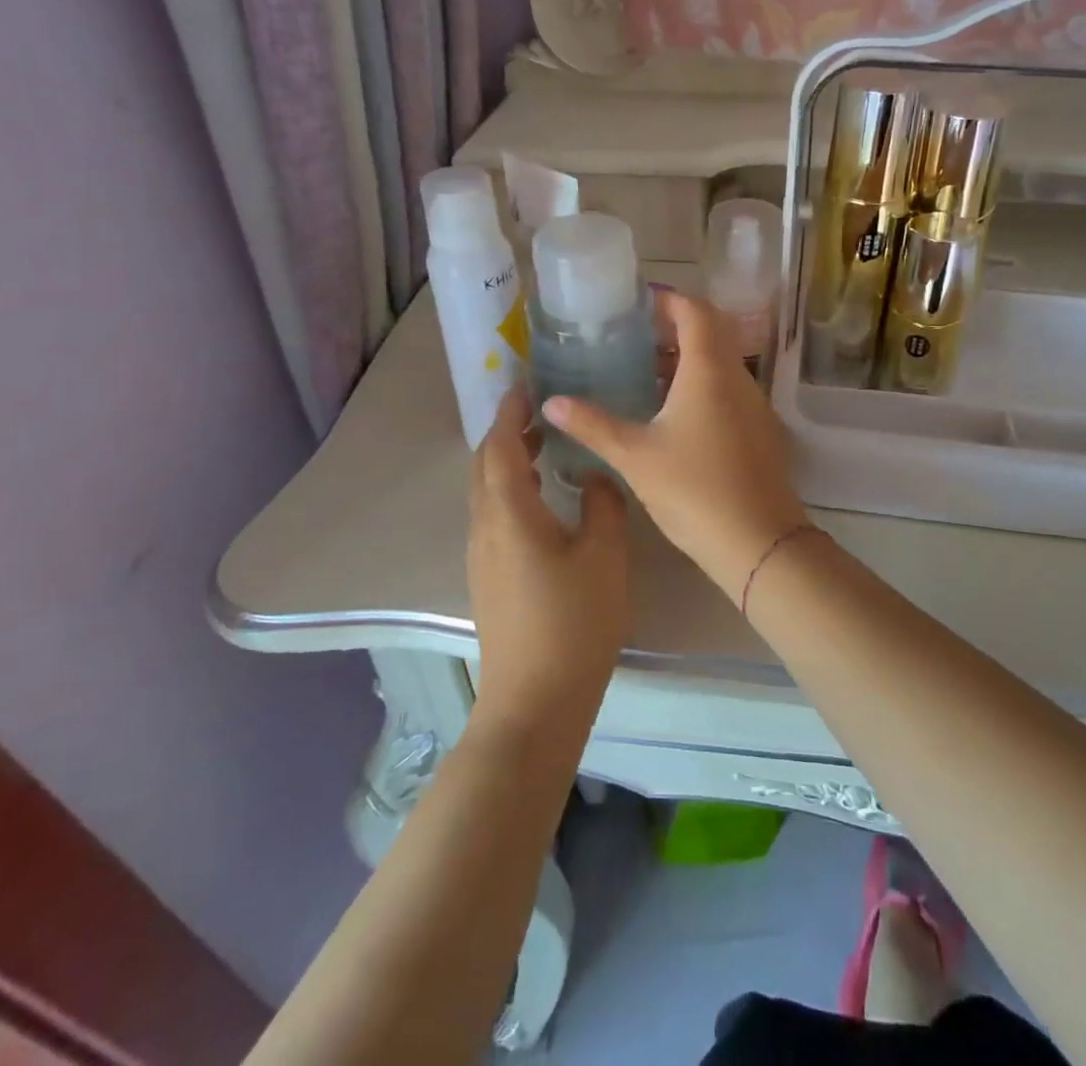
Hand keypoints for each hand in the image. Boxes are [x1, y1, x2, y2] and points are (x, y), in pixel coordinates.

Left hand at [467, 389, 629, 717]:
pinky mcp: (488, 578)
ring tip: (545, 449)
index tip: (526, 385)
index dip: (509, 413)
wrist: (535, 700)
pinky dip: (511, 491)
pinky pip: (492, 516)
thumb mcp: (604, 555)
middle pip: (484, 466)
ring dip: (508, 462)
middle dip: (507, 434)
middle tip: (542, 415)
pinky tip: (543, 500)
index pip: (499, 446)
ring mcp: (481, 556)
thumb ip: (602, 504)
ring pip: (486, 492)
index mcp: (509, 513)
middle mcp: (484, 527)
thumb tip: (593, 475)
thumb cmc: (574, 622)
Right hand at [544, 291, 807, 602]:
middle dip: (673, 329)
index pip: (695, 311)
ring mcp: (753, 405)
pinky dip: (700, 386)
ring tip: (643, 374)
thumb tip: (551, 402)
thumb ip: (591, 424)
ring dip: (686, 360)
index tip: (636, 306)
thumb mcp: (634, 456)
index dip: (668, 301)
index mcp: (709, 370)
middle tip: (632, 339)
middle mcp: (737, 378)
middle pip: (710, 333)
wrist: (758, 542)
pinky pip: (728, 390)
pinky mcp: (759, 430)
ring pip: (720, 364)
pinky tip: (671, 415)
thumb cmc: (693, 490)